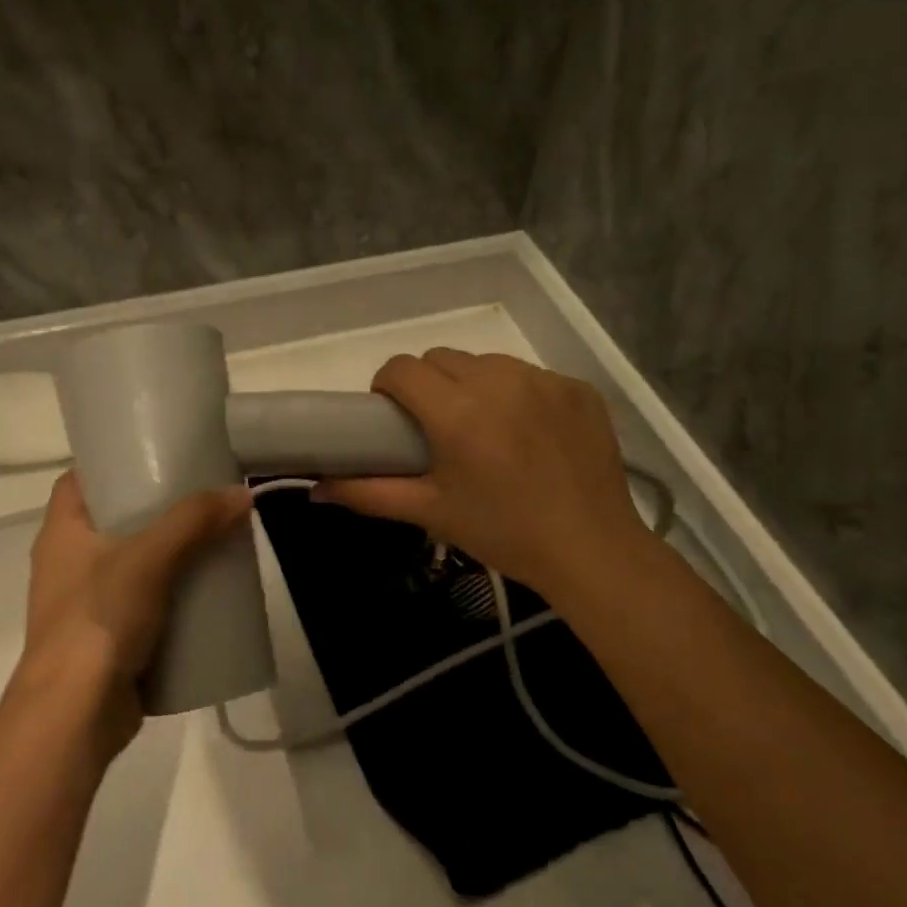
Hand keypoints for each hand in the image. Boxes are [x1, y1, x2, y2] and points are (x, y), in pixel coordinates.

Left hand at [15, 472, 252, 759]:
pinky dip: (171, 595)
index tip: (157, 452)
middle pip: (114, 520)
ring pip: (133, 564)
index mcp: (62, 532)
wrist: (75, 714)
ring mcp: (87, 603)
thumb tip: (242, 492)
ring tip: (213, 538)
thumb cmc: (99, 619)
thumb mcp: (149, 557)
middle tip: (202, 495)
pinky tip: (205, 591)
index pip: (79, 479)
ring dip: (169, 554)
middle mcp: (68, 563)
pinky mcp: (108, 638)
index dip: (113, 461)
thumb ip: (194, 522)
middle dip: (156, 509)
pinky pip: (143, 603)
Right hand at [313, 350, 648, 600]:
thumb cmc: (502, 533)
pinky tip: (527, 435)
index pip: (402, 368)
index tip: (393, 416)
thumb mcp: (430, 513)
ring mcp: (544, 380)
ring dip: (472, 385)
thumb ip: (368, 494)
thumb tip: (316, 490)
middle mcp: (499, 381)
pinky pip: (530, 375)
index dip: (388, 386)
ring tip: (484, 430)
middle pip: (442, 358)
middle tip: (436, 428)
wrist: (590, 548)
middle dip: (428, 384)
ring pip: (487, 362)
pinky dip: (517, 395)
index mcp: (457, 412)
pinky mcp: (577, 388)